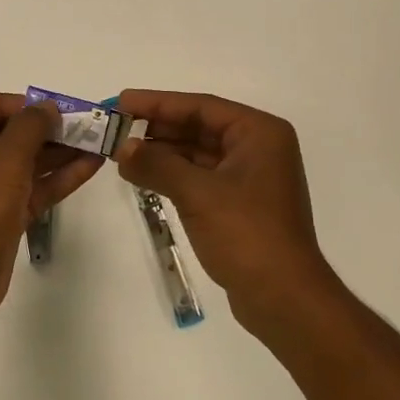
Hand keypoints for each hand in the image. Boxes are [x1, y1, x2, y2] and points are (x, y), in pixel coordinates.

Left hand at [0, 92, 102, 328]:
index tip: (41, 110)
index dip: (9, 102)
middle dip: (46, 127)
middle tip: (83, 124)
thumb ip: (30, 126)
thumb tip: (48, 107)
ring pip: (27, 161)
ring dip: (59, 151)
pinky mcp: (5, 216)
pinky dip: (60, 177)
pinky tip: (92, 167)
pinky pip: (34, 188)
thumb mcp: (4, 159)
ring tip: (97, 142)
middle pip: (9, 132)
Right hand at [113, 90, 337, 334]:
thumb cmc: (246, 234)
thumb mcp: (197, 194)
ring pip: (199, 152)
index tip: (122, 102)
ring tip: (122, 153)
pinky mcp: (241, 203)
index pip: (202, 107)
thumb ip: (157, 164)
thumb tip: (122, 148)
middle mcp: (259, 147)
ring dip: (163, 152)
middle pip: (200, 126)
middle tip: (117, 127)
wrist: (283, 297)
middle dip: (158, 127)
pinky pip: (202, 176)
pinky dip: (174, 174)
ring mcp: (251, 177)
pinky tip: (144, 175)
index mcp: (259, 133)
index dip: (158, 103)